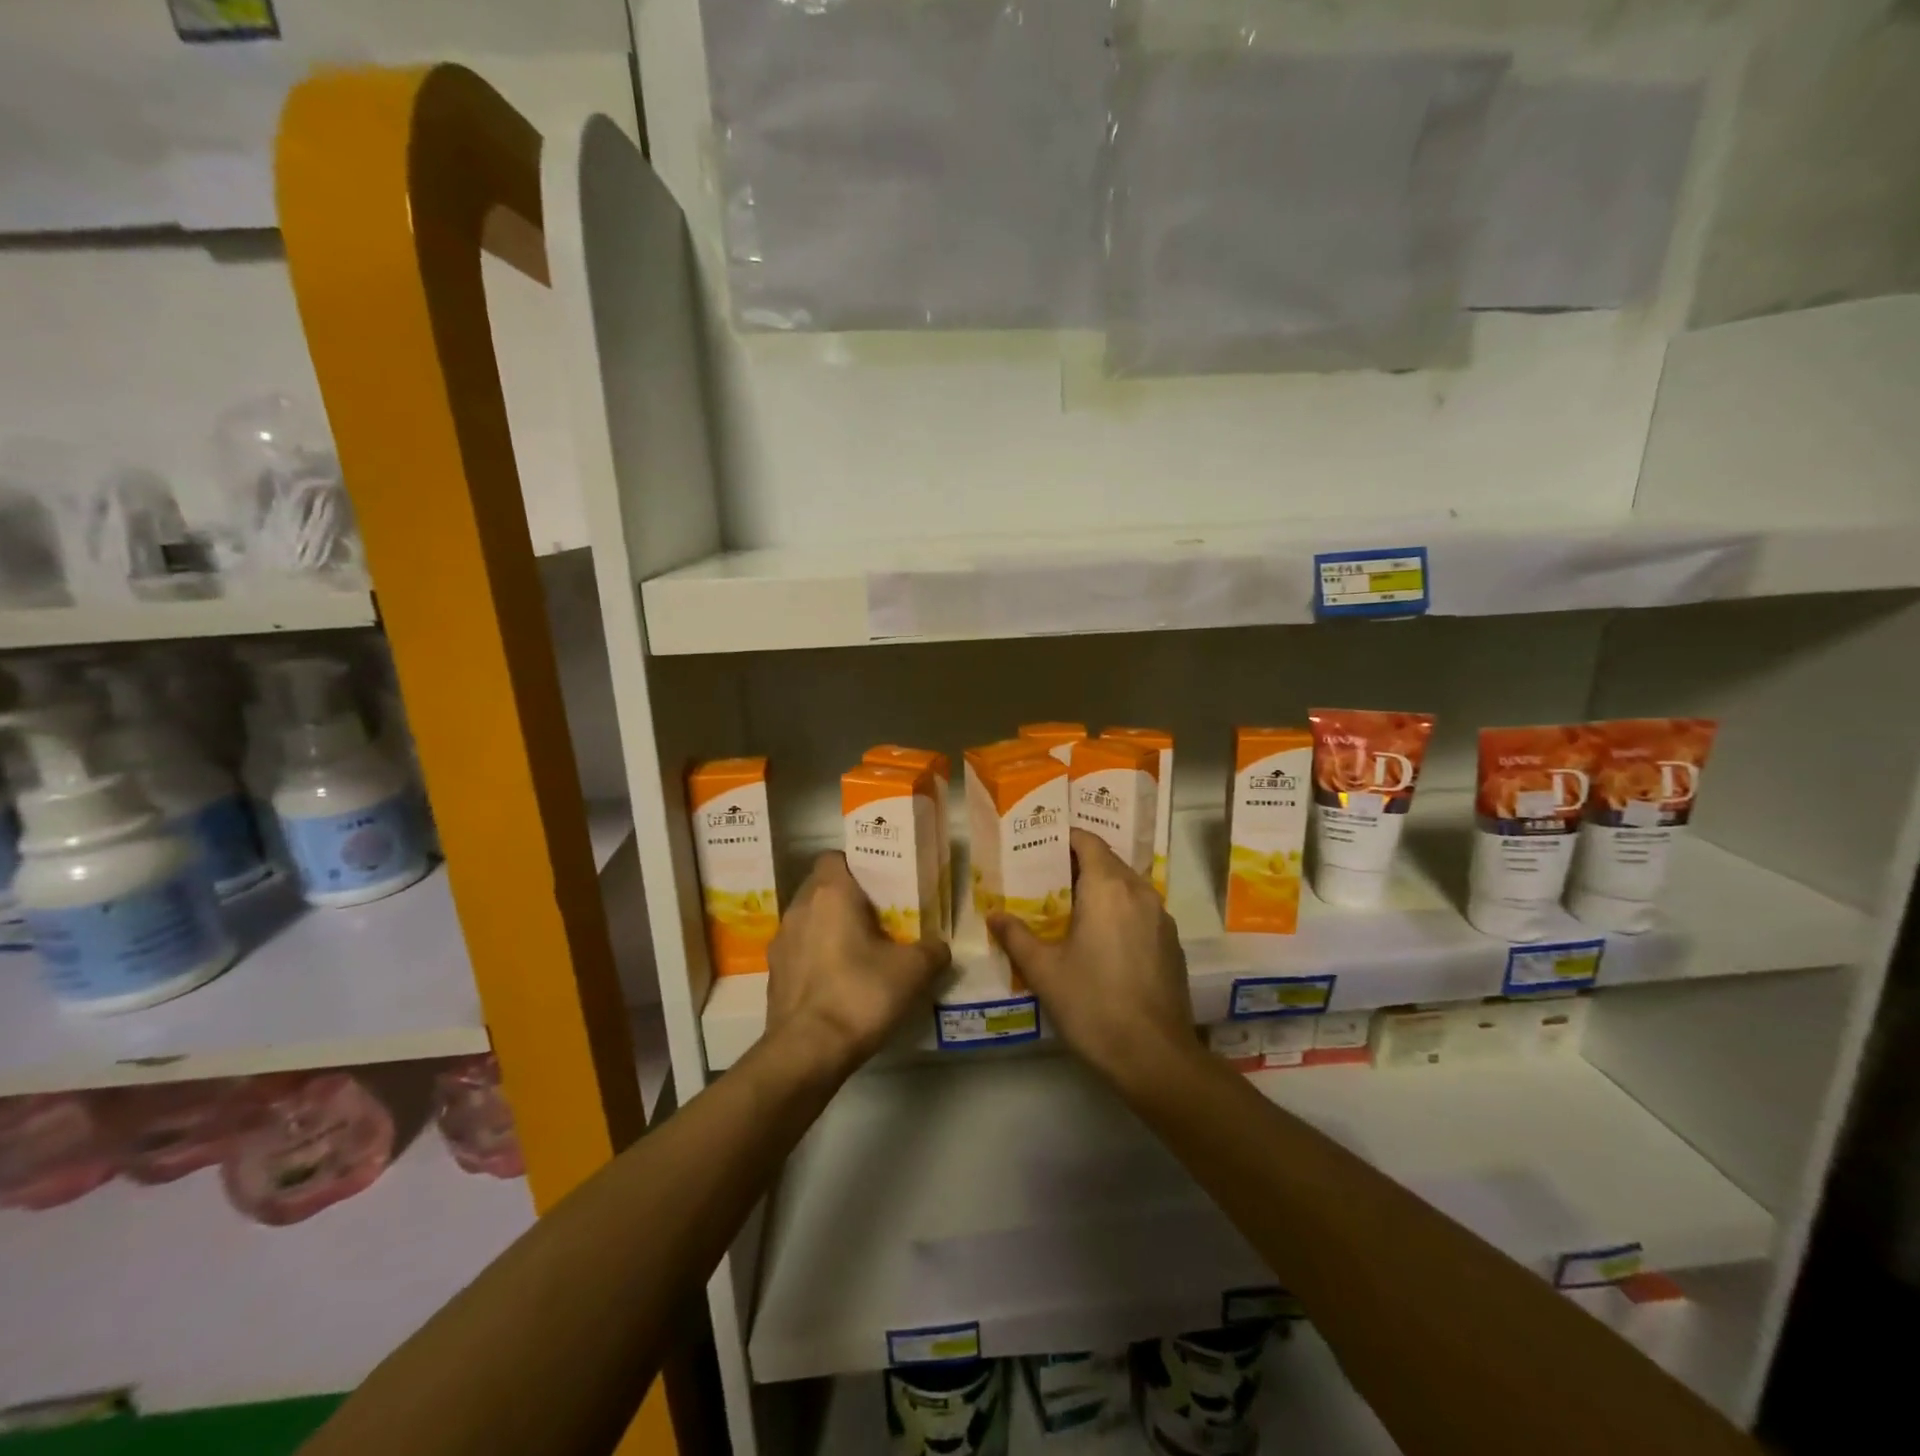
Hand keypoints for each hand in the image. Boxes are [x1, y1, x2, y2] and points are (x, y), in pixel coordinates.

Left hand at [764, 852, 951, 1075]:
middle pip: (822, 888)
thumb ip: (932, 950)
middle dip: (848, 899)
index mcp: (830, 893)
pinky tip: (840, 982)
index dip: (857, 865)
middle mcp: (799, 908)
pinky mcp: (774, 975)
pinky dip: (817, 958)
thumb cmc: (860, 994)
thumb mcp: (913, 970)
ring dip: (831, 929)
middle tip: (880, 917)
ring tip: (861, 951)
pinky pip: (800, 952)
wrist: (808, 1052)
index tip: (881, 884)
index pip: (834, 857)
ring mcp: (781, 943)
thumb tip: (939, 946)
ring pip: (810, 920)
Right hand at [989, 829, 1199, 1087]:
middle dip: (1077, 864)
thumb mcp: (1044, 971)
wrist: (1155, 1056)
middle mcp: (1139, 891)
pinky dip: (1119, 911)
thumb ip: (1016, 936)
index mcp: (1107, 887)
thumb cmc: (1092, 1004)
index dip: (1064, 838)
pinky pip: (1140, 910)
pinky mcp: (1172, 943)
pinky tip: (1100, 940)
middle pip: (1107, 860)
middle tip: (1044, 880)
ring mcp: (1161, 917)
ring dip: (1099, 888)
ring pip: (1126, 886)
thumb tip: (994, 914)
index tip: (1038, 848)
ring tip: (1068, 908)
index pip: (1088, 840)